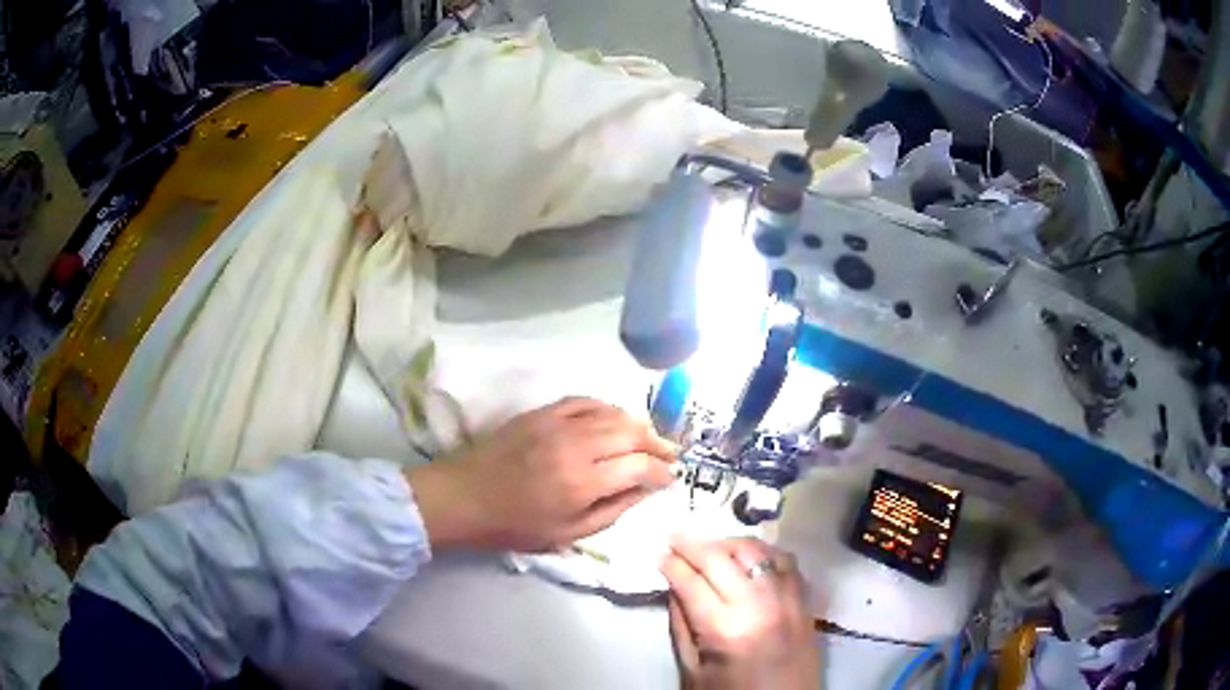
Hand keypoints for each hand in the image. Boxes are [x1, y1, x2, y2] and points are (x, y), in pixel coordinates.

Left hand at [407, 397, 677, 550]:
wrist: (464, 496)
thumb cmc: (515, 525)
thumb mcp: (568, 534)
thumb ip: (612, 511)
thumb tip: (644, 491)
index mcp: (582, 482)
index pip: (639, 467)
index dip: (662, 472)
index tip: (671, 478)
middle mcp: (575, 446)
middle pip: (632, 432)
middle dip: (658, 443)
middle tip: (670, 454)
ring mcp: (557, 423)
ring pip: (612, 412)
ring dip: (637, 424)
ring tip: (649, 438)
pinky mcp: (542, 412)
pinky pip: (585, 401)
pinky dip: (607, 407)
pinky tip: (615, 418)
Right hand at [662, 537, 818, 689]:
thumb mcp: (693, 670)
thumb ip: (682, 626)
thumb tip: (673, 586)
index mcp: (724, 630)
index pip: (691, 582)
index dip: (671, 563)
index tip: (658, 552)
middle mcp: (758, 606)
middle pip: (721, 559)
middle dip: (693, 544)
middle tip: (675, 537)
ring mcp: (787, 599)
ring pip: (756, 551)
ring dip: (728, 543)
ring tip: (710, 546)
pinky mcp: (805, 600)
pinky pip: (786, 561)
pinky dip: (764, 552)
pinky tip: (749, 556)